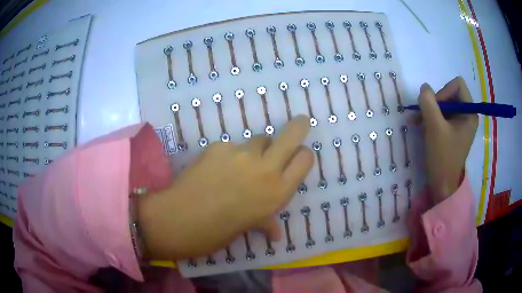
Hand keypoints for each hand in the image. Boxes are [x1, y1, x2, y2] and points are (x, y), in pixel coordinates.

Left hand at [138, 115, 313, 259]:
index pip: (304, 159)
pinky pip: (231, 147)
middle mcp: (265, 169)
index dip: (303, 154)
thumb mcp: (249, 227)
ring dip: (256, 149)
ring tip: (239, 165)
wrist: (180, 220)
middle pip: (291, 135)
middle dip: (299, 125)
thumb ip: (267, 224)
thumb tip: (277, 235)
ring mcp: (241, 154)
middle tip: (301, 121)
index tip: (298, 155)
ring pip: (258, 139)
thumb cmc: (219, 232)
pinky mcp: (218, 146)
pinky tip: (214, 170)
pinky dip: (228, 155)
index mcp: (278, 192)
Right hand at [418, 77, 477, 202]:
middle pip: (450, 93)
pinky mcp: (453, 129)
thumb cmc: (443, 157)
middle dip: (435, 102)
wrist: (442, 184)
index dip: (444, 91)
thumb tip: (424, 87)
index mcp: (470, 113)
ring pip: (444, 103)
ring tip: (418, 121)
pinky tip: (420, 124)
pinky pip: (442, 114)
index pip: (457, 85)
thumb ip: (428, 103)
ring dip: (430, 110)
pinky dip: (431, 117)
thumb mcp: (435, 128)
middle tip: (425, 115)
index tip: (435, 107)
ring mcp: (460, 122)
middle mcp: (467, 114)